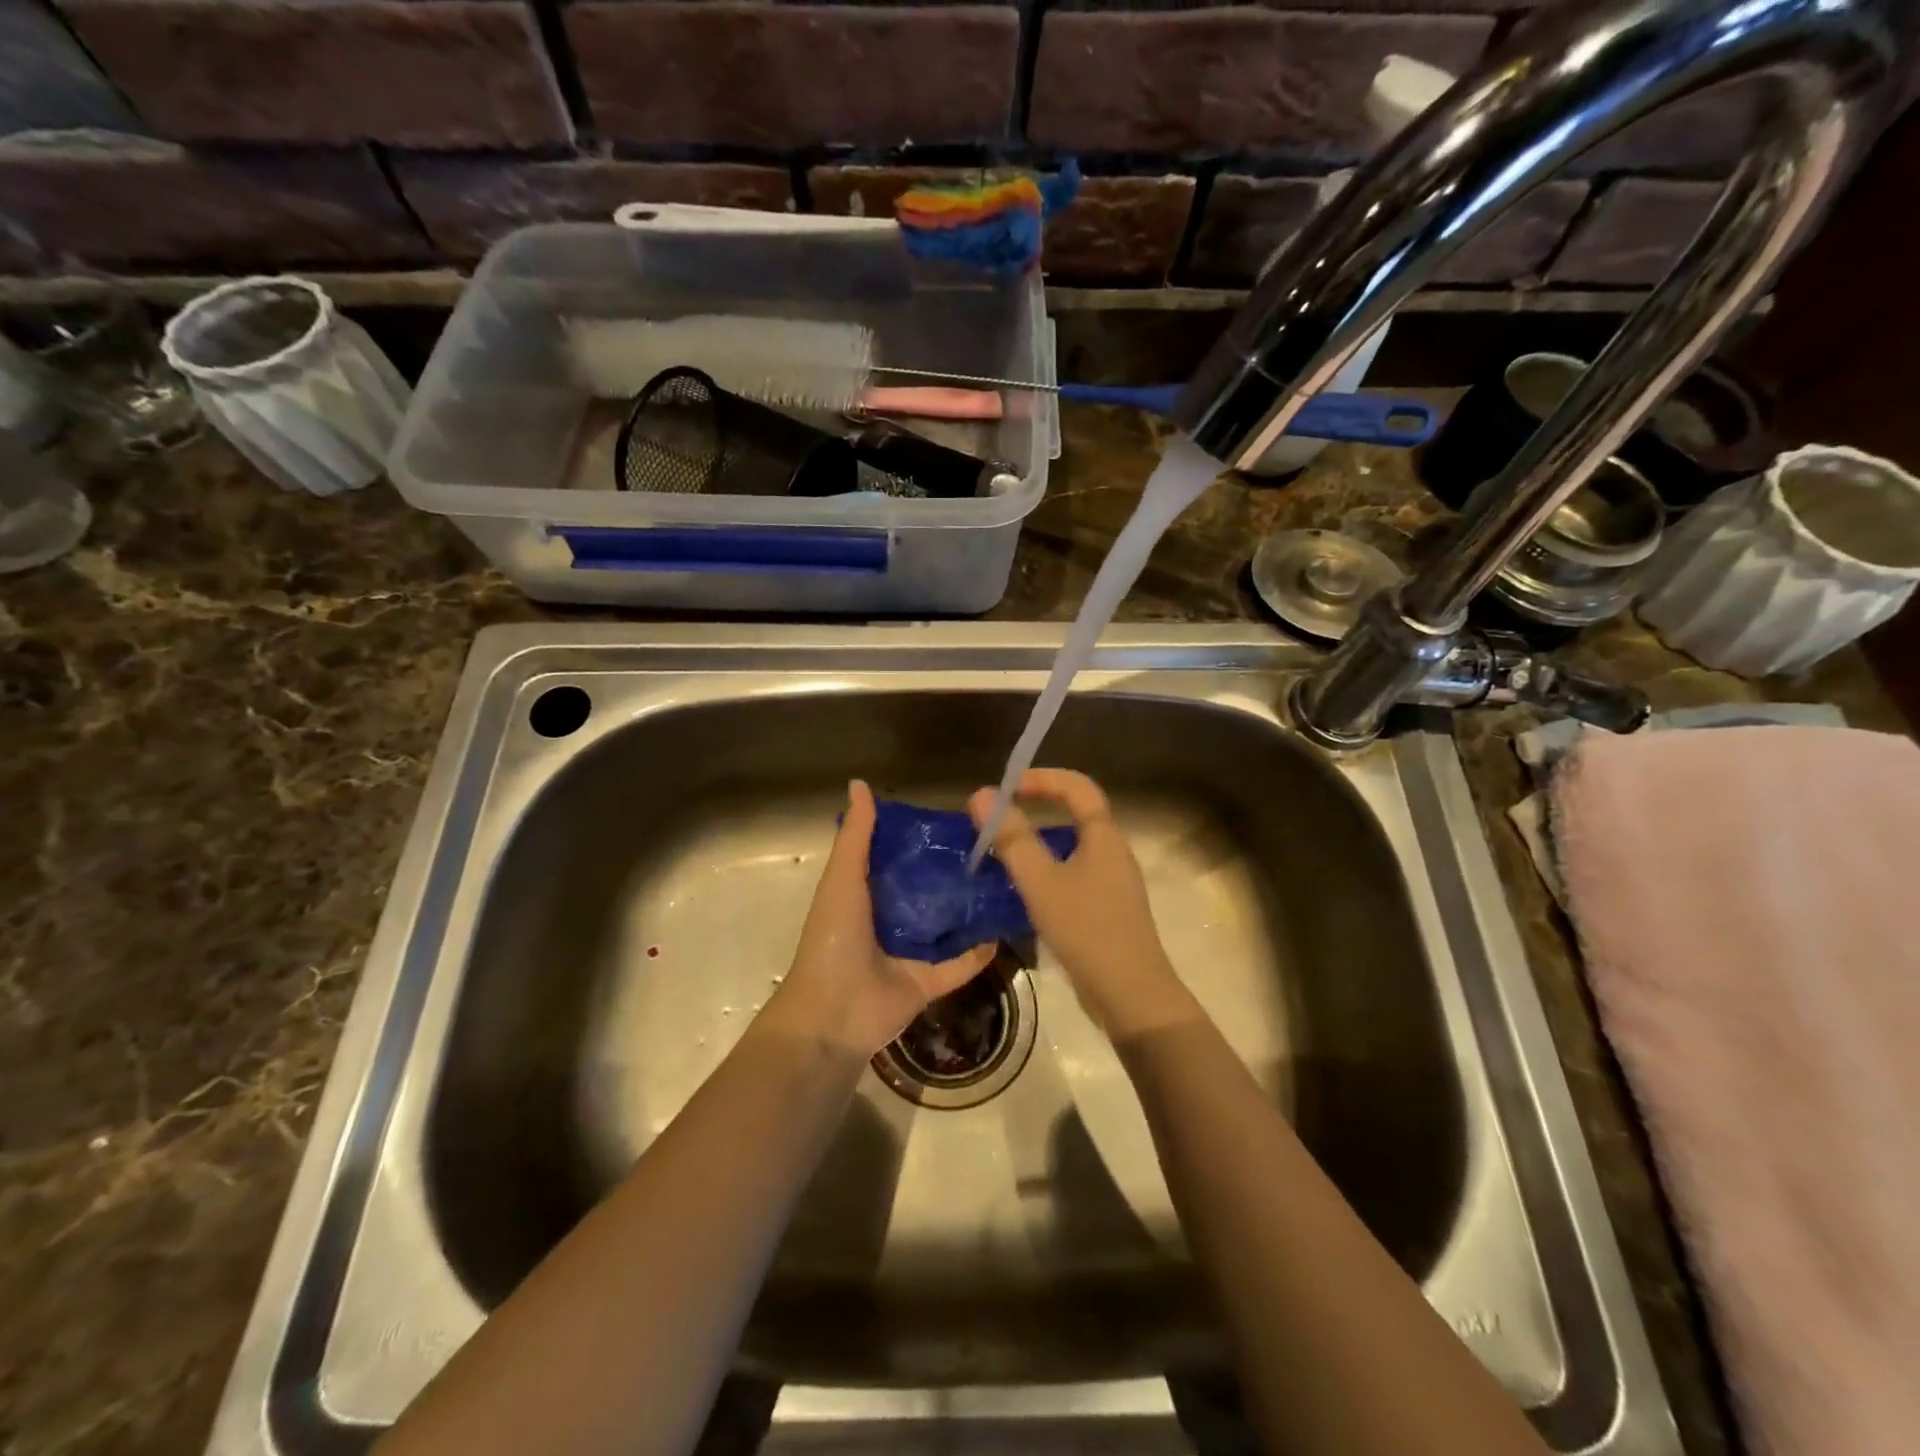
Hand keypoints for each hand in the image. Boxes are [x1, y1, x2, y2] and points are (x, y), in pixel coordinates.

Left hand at [763, 780, 996, 1055]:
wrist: (833, 1013)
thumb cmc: (834, 938)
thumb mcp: (843, 878)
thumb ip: (856, 835)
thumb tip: (860, 783)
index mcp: (865, 896)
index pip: (896, 860)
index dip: (919, 840)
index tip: (952, 819)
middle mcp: (888, 922)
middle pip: (925, 892)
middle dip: (951, 872)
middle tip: (989, 847)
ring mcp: (909, 954)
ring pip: (945, 926)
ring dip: (968, 908)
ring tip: (1004, 880)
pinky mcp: (928, 982)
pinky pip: (960, 964)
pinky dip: (980, 951)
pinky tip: (1005, 928)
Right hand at [967, 770, 1197, 1039]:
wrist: (1132, 996)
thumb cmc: (1087, 930)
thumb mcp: (1041, 882)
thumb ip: (1012, 837)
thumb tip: (981, 794)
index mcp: (1104, 837)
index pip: (1077, 786)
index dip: (1042, 778)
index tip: (1007, 787)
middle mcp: (1114, 852)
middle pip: (1077, 813)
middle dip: (1039, 806)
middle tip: (1000, 819)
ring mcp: (1114, 883)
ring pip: (1075, 846)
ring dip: (1041, 841)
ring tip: (1006, 853)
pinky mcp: (1109, 910)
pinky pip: (1076, 873)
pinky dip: (1050, 869)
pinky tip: (1028, 892)